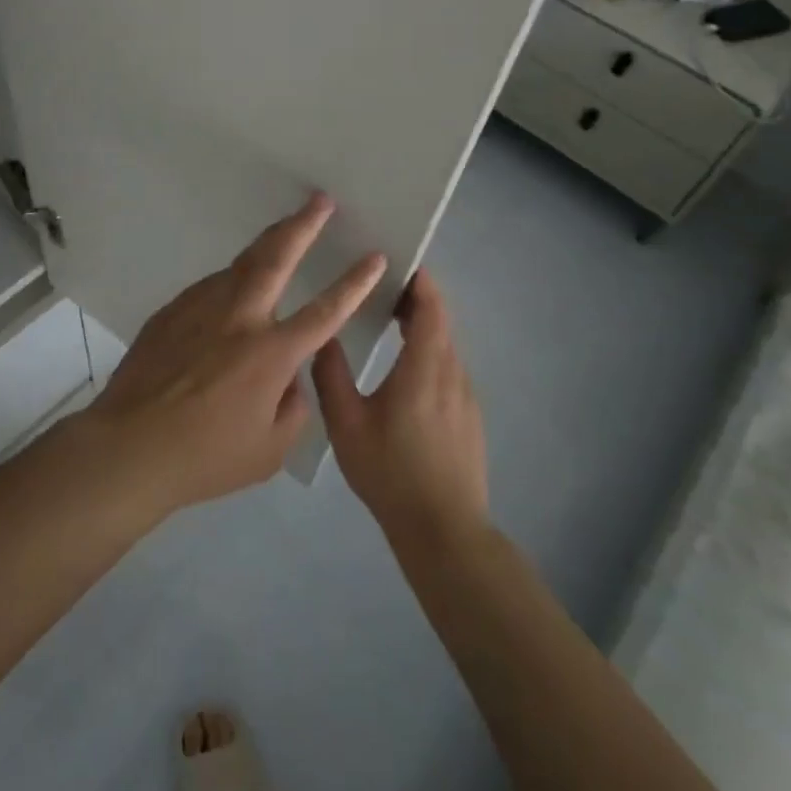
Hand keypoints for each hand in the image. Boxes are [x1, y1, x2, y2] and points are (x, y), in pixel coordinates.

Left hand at [85, 193, 386, 519]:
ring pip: (240, 264)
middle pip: (277, 257)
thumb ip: (293, 407)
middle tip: (320, 200)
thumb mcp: (269, 450)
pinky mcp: (173, 309)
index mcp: (270, 353)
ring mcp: (201, 307)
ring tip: (284, 233)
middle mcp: (239, 317)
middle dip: (303, 224)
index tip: (375, 256)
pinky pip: (211, 287)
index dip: (354, 283)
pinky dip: (231, 281)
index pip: (325, 311)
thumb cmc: (205, 457)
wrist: (129, 445)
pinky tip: (233, 290)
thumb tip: (289, 376)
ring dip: (266, 246)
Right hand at [313, 269, 488, 544]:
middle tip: (380, 283)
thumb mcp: (346, 425)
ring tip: (387, 318)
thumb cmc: (391, 473)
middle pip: (440, 321)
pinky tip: (404, 368)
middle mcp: (452, 374)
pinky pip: (448, 367)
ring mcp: (465, 396)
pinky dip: (429, 351)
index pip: (431, 308)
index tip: (399, 259)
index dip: (420, 280)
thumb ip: (331, 375)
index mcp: (424, 369)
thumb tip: (322, 336)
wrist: (444, 531)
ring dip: (422, 324)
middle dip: (415, 297)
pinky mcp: (469, 416)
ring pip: (445, 345)